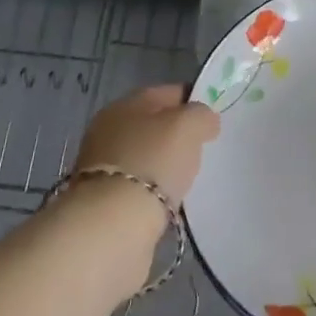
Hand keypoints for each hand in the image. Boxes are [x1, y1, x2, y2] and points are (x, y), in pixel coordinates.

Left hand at [71, 84, 219, 206]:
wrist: (113, 223)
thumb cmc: (154, 161)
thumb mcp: (189, 126)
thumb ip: (202, 115)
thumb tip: (204, 120)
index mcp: (126, 103)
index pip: (169, 93)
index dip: (194, 102)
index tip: (213, 121)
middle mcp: (108, 128)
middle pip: (154, 124)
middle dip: (177, 135)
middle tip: (202, 150)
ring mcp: (102, 164)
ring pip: (145, 154)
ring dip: (164, 163)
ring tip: (187, 178)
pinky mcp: (102, 197)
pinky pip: (138, 183)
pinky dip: (153, 188)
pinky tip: (167, 198)